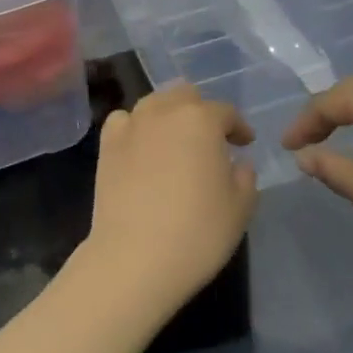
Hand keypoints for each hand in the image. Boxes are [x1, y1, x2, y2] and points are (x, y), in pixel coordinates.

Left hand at [76, 82, 258, 322]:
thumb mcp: (240, 208)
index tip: (244, 144)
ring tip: (176, 141)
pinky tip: (142, 146)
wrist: (135, 256)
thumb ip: (245, 177)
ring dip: (169, 114)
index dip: (238, 127)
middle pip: (186, 95)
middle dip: (201, 112)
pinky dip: (136, 126)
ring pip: (154, 102)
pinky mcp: (107, 143)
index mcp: (201, 119)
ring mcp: (132, 124)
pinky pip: (124, 120)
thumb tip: (237, 162)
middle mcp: (165, 111)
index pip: (225, 112)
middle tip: (210, 140)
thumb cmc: (197, 232)